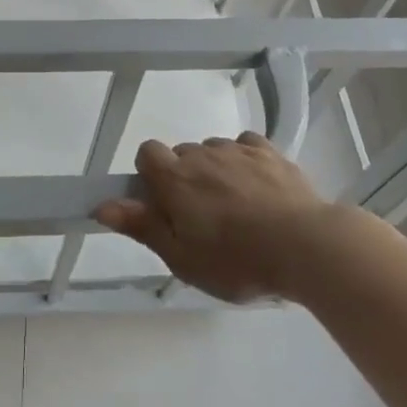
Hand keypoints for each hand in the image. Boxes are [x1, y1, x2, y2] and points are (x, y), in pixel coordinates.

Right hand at [94, 133, 334, 302]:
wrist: (305, 245)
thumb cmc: (236, 260)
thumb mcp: (182, 257)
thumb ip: (142, 226)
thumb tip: (101, 206)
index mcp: (175, 177)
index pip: (146, 152)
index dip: (150, 175)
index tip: (164, 205)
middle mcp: (202, 153)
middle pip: (182, 155)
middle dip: (184, 179)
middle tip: (202, 220)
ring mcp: (238, 149)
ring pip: (214, 151)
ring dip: (216, 171)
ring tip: (236, 209)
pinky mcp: (270, 152)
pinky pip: (246, 146)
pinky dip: (245, 162)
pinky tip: (258, 189)